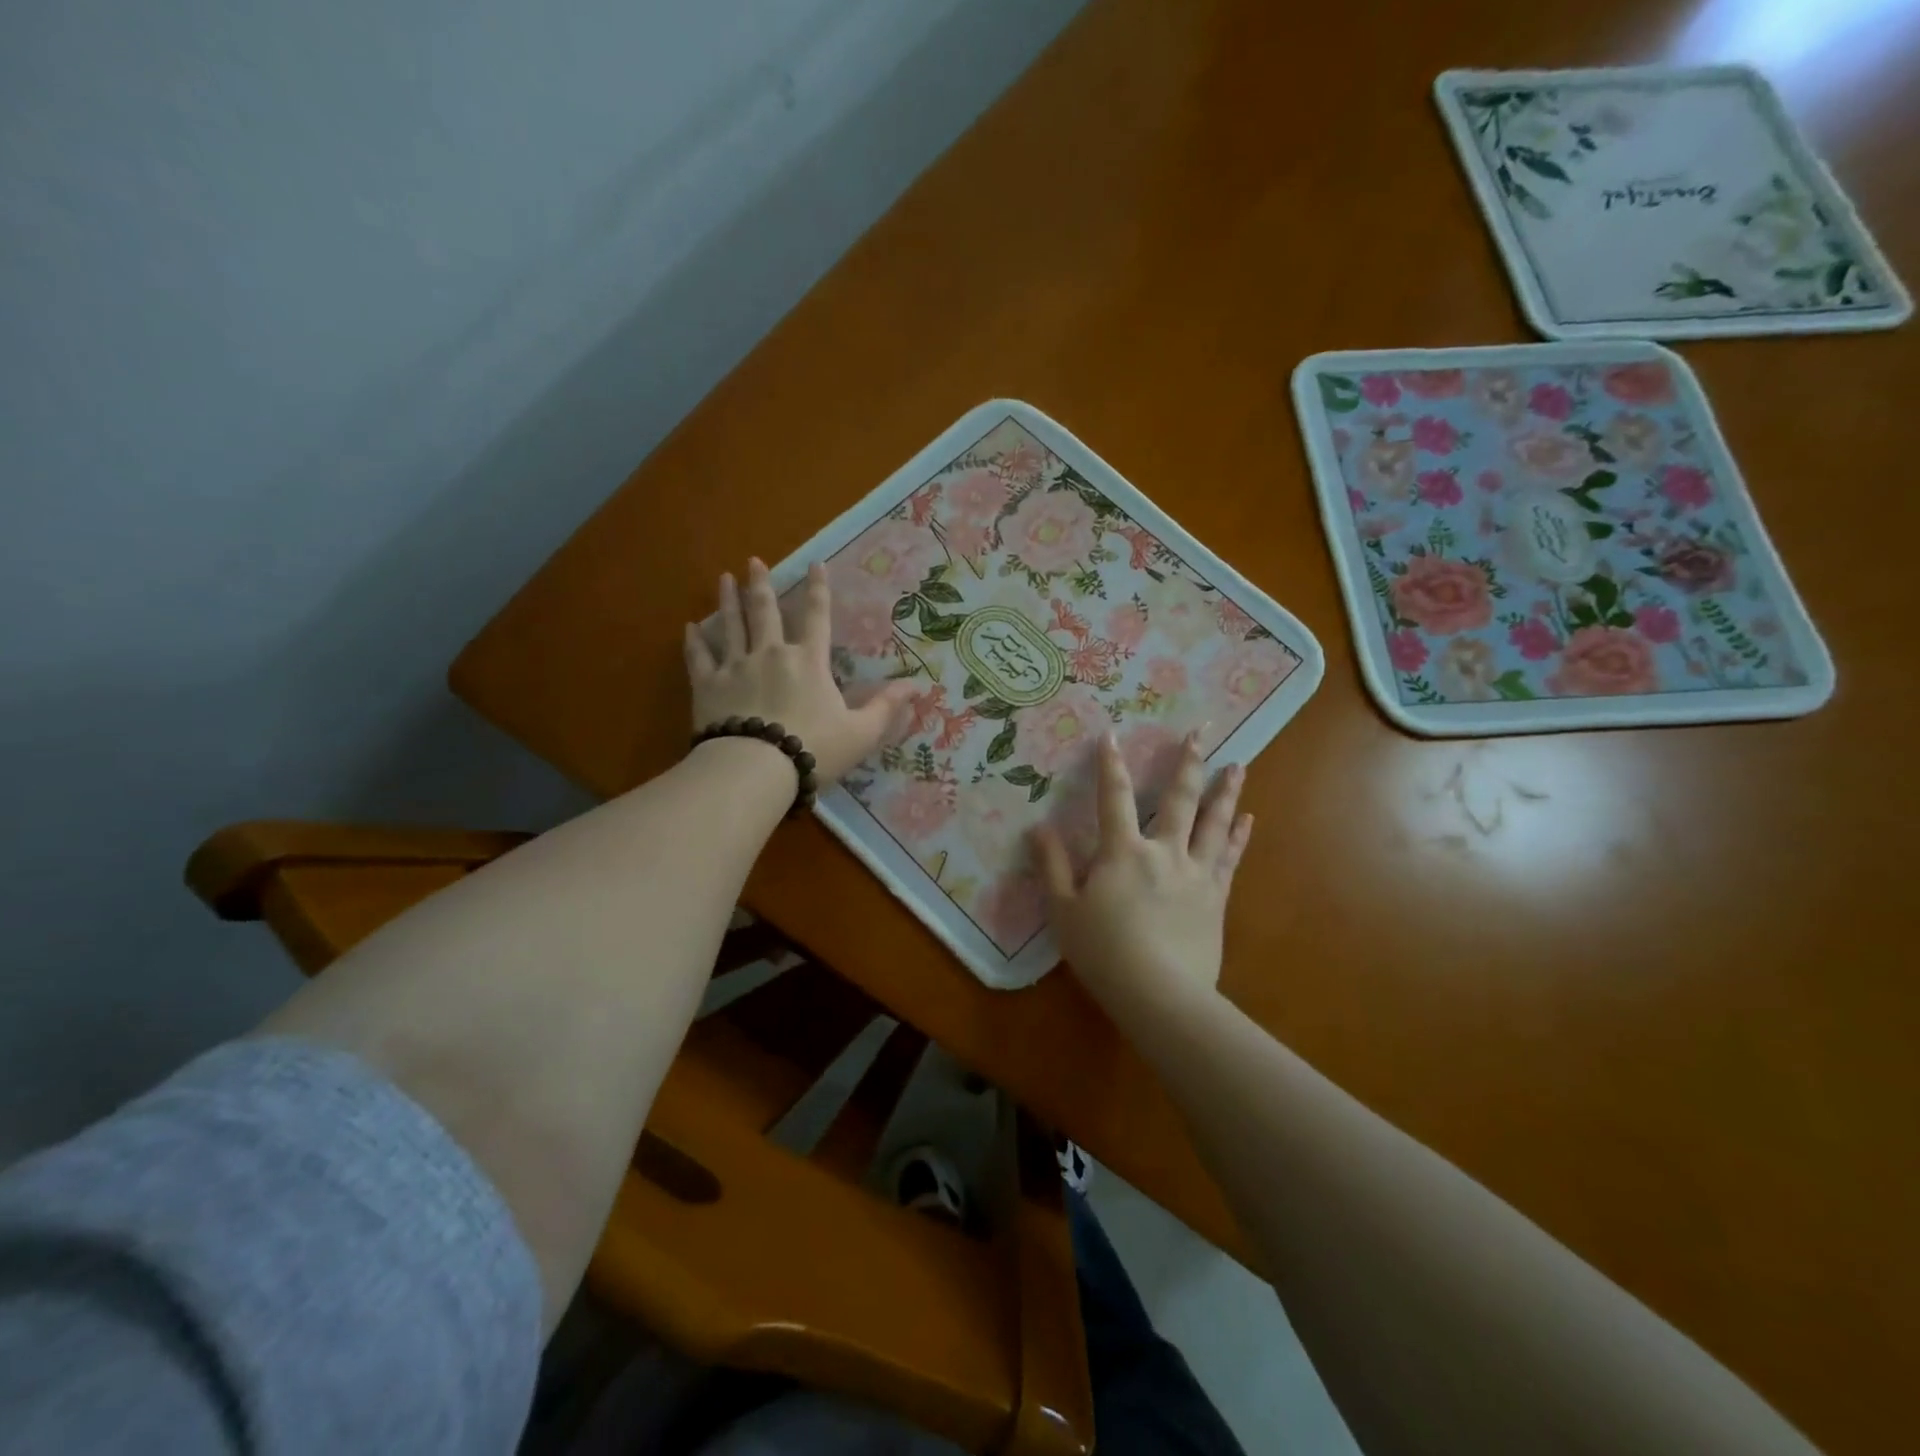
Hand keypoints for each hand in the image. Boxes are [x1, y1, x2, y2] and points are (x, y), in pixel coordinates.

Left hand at [684, 558, 917, 783]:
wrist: (756, 769)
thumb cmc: (814, 749)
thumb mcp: (860, 733)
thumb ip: (885, 707)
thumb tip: (915, 685)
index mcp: (809, 662)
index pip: (817, 617)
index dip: (819, 589)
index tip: (816, 563)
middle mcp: (771, 654)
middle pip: (765, 612)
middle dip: (762, 584)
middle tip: (754, 561)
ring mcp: (736, 667)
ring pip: (731, 625)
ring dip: (728, 600)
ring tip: (723, 577)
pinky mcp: (708, 686)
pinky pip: (699, 657)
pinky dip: (695, 641)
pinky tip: (690, 628)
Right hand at [1033, 730, 1252, 1023]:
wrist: (1160, 994)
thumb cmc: (1103, 952)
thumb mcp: (1063, 910)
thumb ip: (1052, 866)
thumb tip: (1038, 827)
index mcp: (1123, 852)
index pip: (1115, 798)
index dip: (1111, 765)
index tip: (1112, 734)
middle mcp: (1164, 851)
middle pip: (1180, 799)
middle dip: (1189, 762)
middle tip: (1201, 731)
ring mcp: (1196, 873)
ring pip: (1214, 823)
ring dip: (1226, 792)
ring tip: (1239, 765)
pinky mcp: (1216, 898)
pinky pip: (1230, 858)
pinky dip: (1238, 836)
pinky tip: (1248, 820)